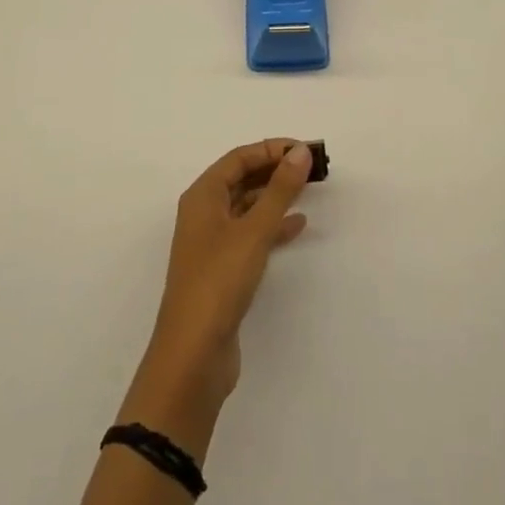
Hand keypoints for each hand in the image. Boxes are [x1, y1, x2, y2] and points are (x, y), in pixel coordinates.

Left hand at [143, 140, 312, 406]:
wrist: (193, 355)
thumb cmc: (218, 281)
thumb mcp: (253, 231)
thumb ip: (279, 190)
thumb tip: (301, 152)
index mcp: (202, 196)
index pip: (239, 158)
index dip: (271, 148)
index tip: (305, 150)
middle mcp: (204, 213)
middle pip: (242, 178)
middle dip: (275, 169)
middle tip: (312, 167)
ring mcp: (212, 242)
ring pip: (247, 206)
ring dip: (275, 196)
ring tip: (310, 190)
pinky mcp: (223, 269)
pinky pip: (251, 234)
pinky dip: (273, 226)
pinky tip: (298, 226)